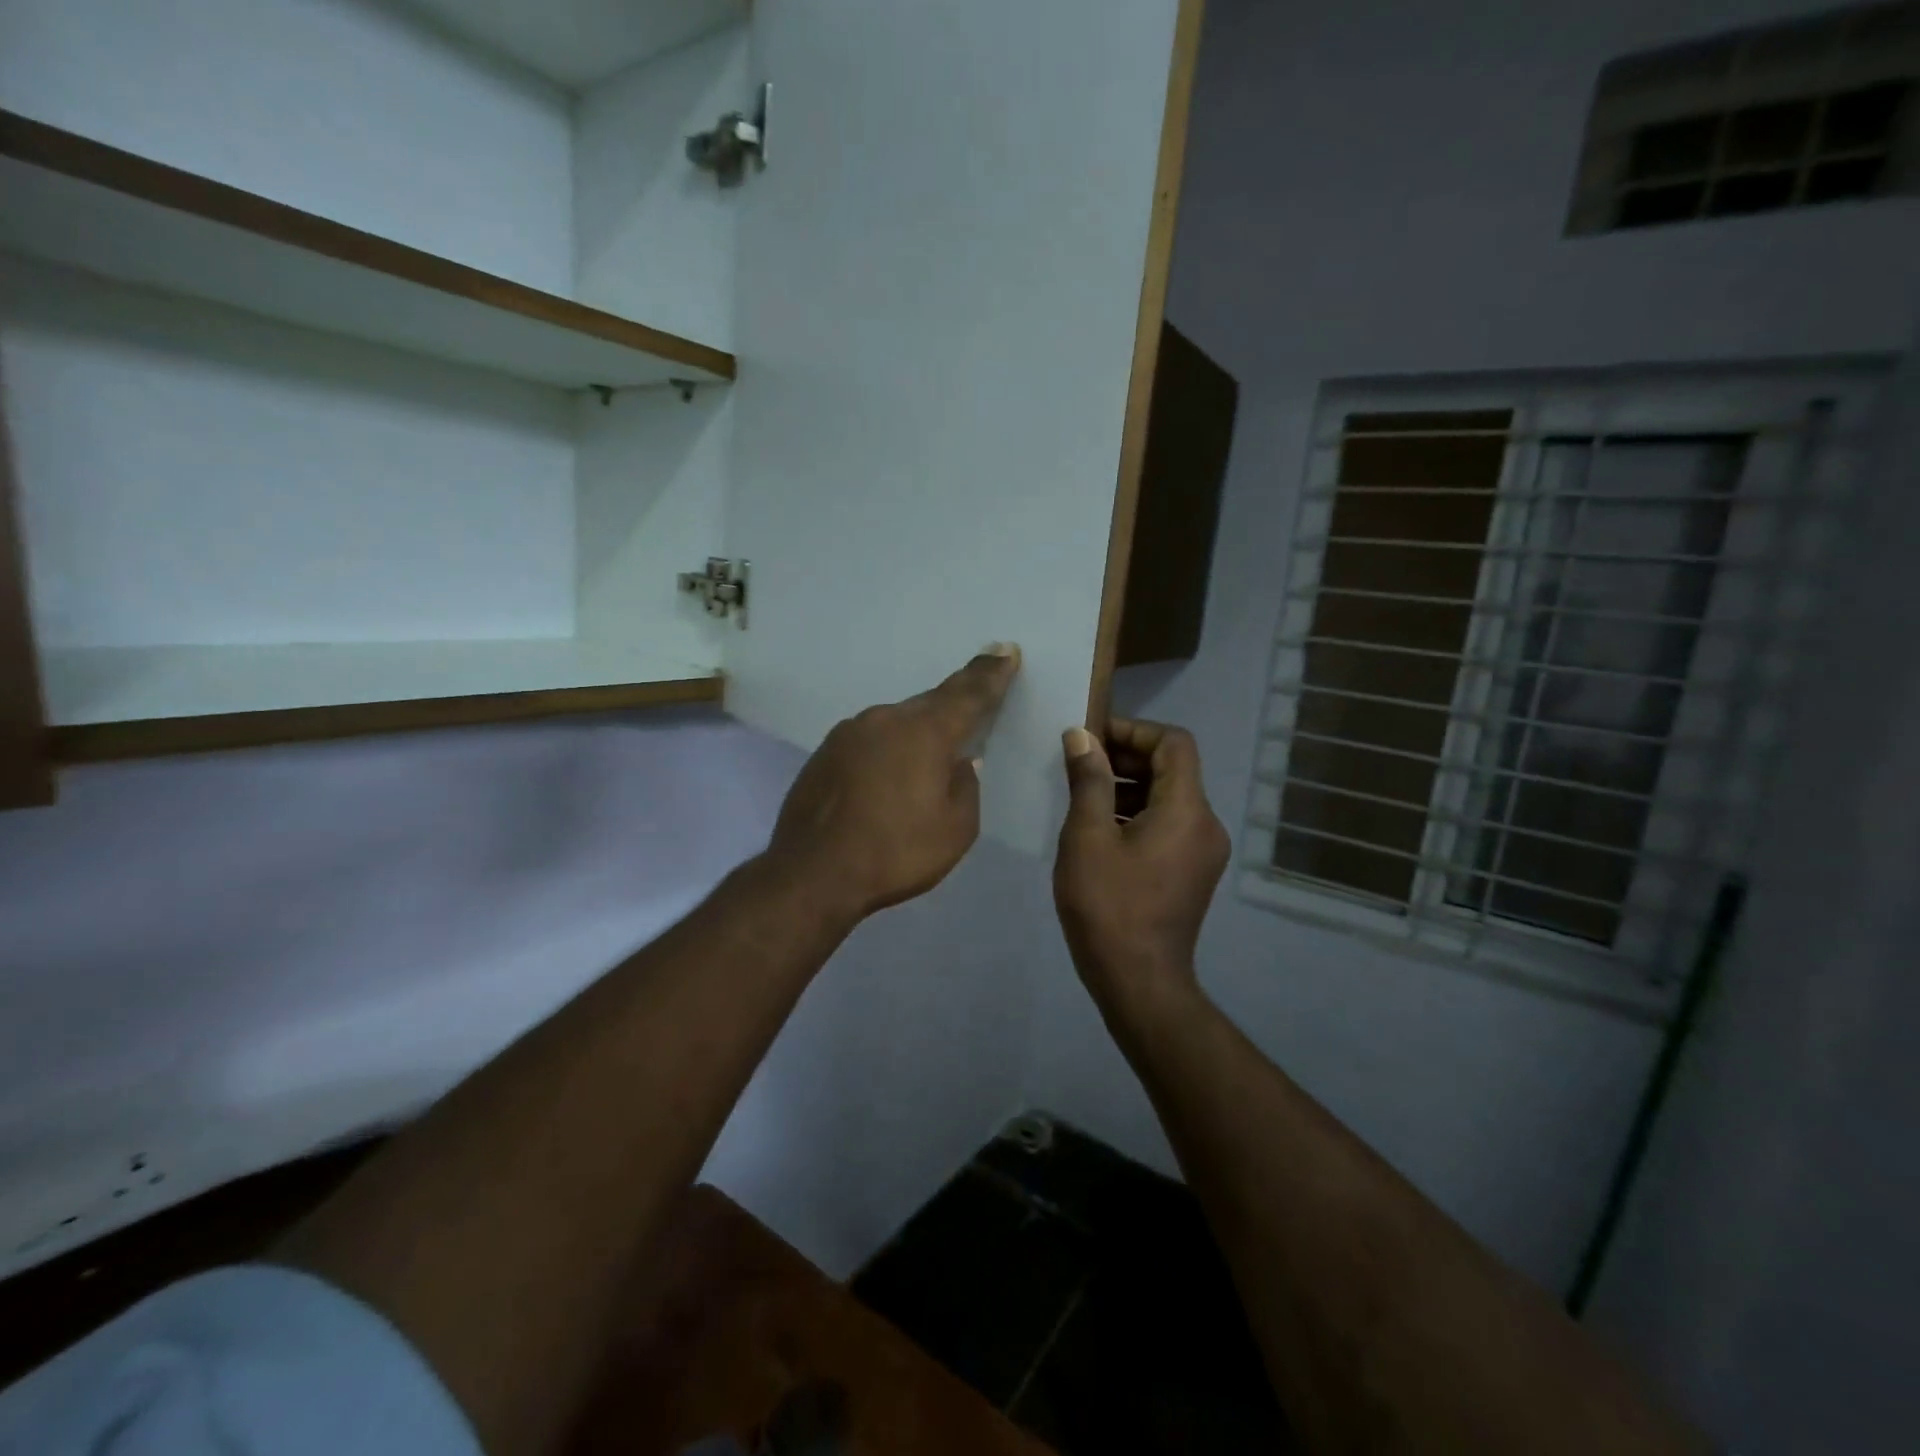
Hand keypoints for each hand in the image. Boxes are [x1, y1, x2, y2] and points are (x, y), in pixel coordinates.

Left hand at [767, 646, 1021, 920]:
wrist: (812, 872)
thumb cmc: (895, 852)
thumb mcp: (955, 829)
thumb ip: (966, 787)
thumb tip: (960, 763)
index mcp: (925, 732)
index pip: (968, 694)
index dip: (991, 673)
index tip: (1006, 650)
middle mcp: (886, 719)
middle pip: (930, 703)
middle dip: (956, 699)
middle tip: (976, 690)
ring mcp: (849, 732)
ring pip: (896, 722)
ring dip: (916, 731)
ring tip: (928, 752)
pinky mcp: (824, 751)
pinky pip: (870, 740)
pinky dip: (887, 749)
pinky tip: (887, 774)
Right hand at [1053, 719, 1229, 1012]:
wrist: (1139, 981)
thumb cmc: (1109, 905)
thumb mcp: (1087, 837)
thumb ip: (1088, 780)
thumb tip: (1082, 736)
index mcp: (1187, 809)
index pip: (1174, 743)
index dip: (1133, 730)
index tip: (1092, 738)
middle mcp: (1206, 824)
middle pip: (1172, 769)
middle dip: (1126, 758)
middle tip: (1079, 763)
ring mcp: (1203, 851)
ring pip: (1168, 798)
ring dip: (1128, 787)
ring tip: (1082, 797)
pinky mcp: (1193, 872)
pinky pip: (1168, 825)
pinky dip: (1137, 815)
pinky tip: (1099, 831)